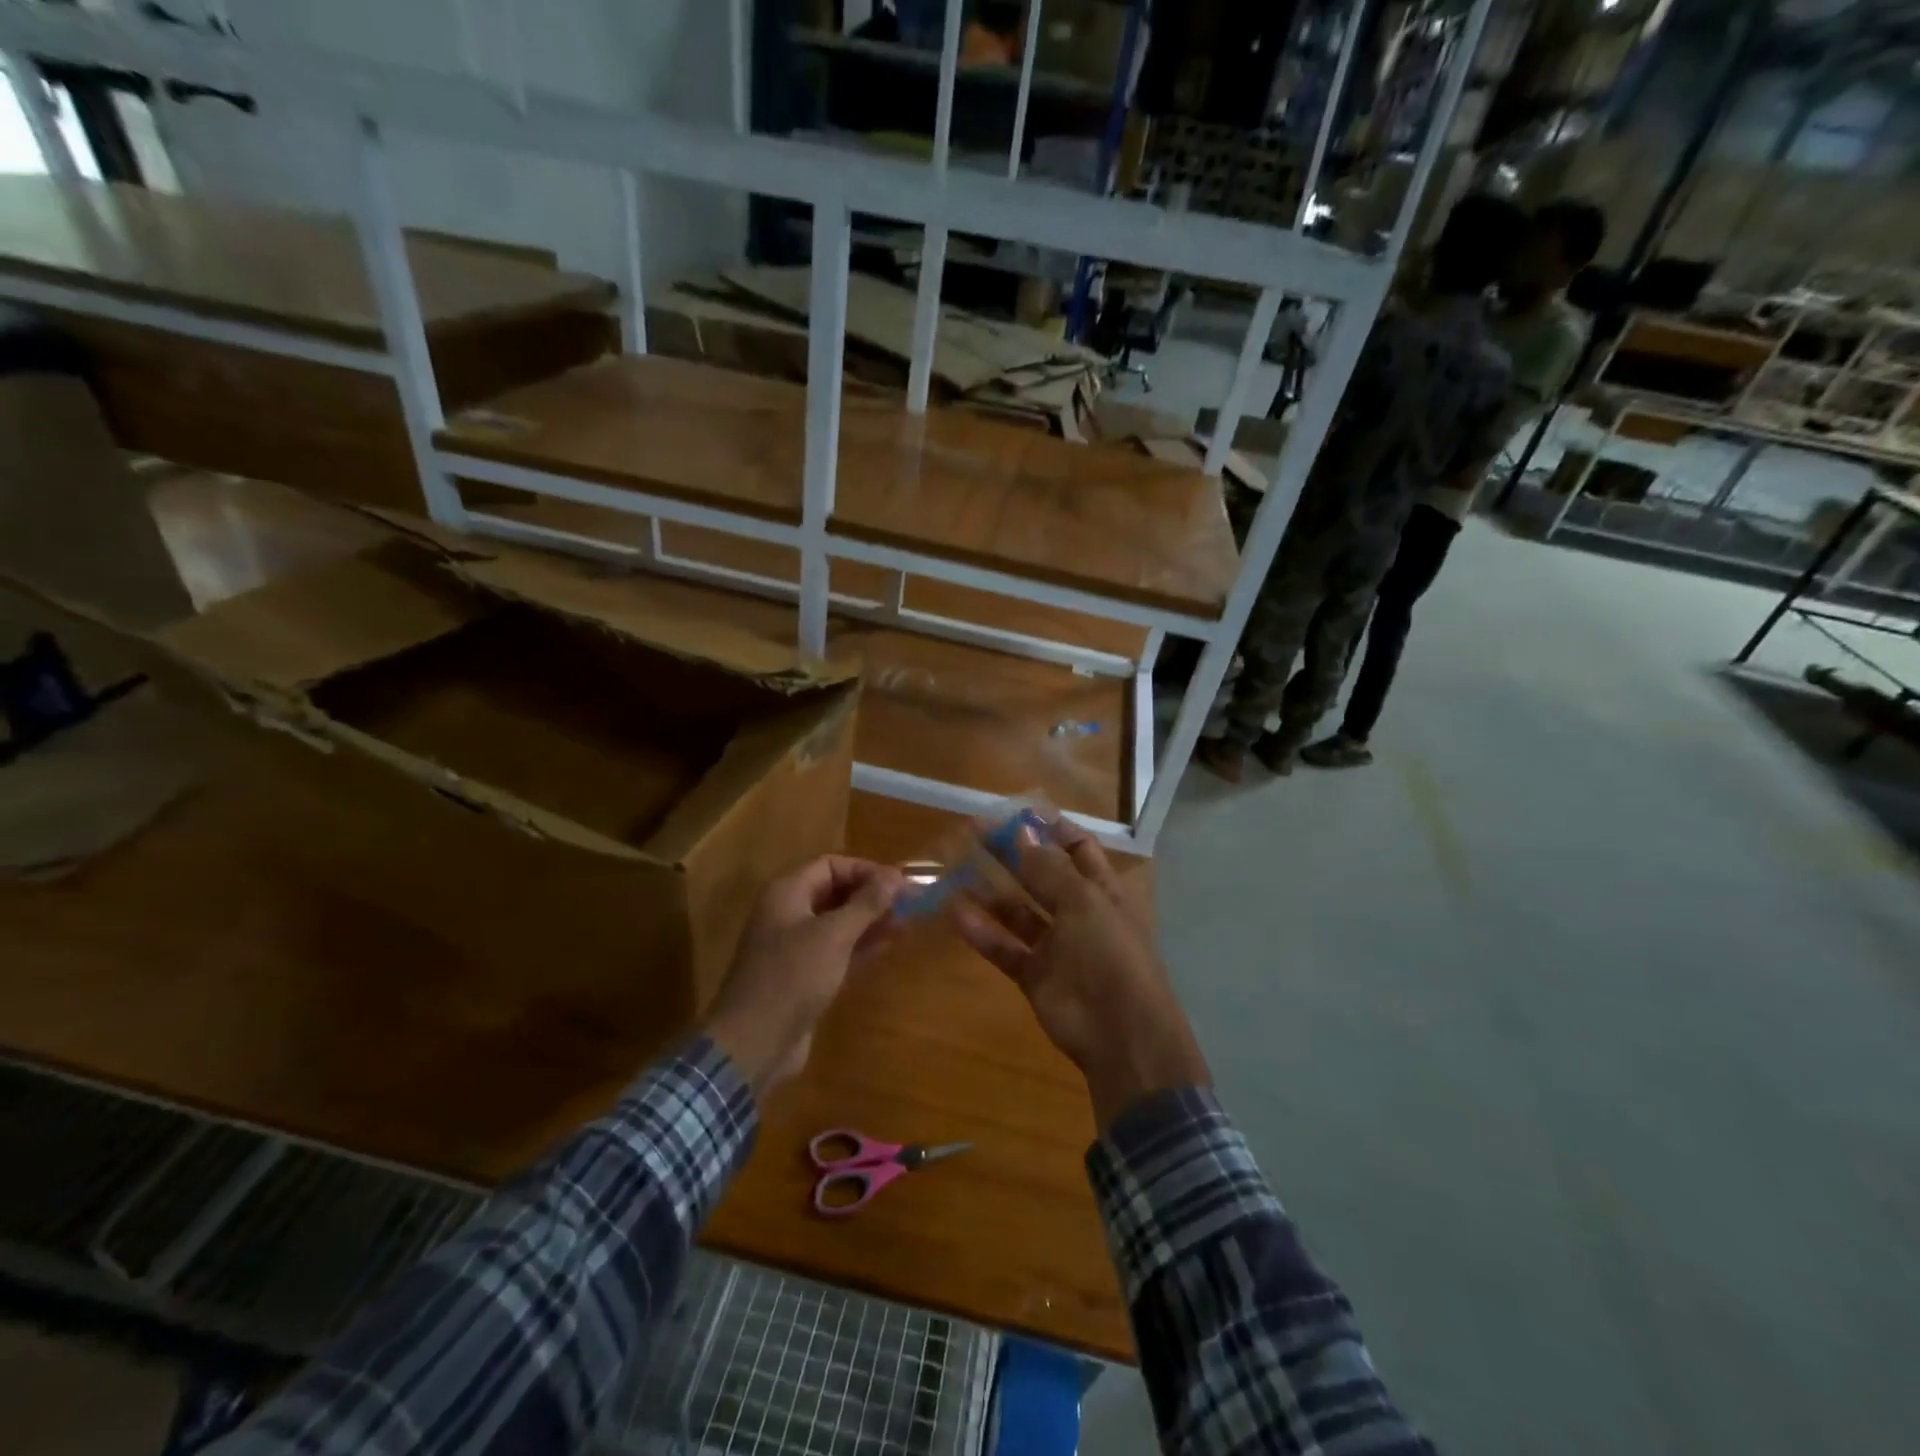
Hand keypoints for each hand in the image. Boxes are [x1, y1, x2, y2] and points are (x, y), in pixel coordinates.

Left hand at [705, 856, 905, 1093]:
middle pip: (835, 893)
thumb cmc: (792, 977)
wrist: (753, 1043)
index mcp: (787, 894)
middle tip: (910, 904)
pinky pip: (837, 952)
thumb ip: (866, 904)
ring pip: (839, 924)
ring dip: (870, 922)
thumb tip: (896, 876)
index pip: (831, 866)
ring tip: (907, 924)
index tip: (900, 884)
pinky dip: (861, 947)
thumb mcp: (833, 935)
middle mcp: (789, 914)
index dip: (866, 870)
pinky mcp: (804, 977)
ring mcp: (795, 948)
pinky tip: (889, 947)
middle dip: (872, 896)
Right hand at [950, 820, 1208, 1129]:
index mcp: (1104, 890)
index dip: (1049, 828)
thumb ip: (1049, 868)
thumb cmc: (1111, 955)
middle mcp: (1080, 912)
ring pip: (1018, 912)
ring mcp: (1057, 946)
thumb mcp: (1084, 902)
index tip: (1014, 811)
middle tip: (974, 830)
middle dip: (1012, 852)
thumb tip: (1020, 831)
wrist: (1121, 1035)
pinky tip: (956, 913)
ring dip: (991, 892)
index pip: (1077, 848)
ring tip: (957, 868)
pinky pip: (1005, 947)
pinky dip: (982, 932)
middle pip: (1041, 874)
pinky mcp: (1035, 975)